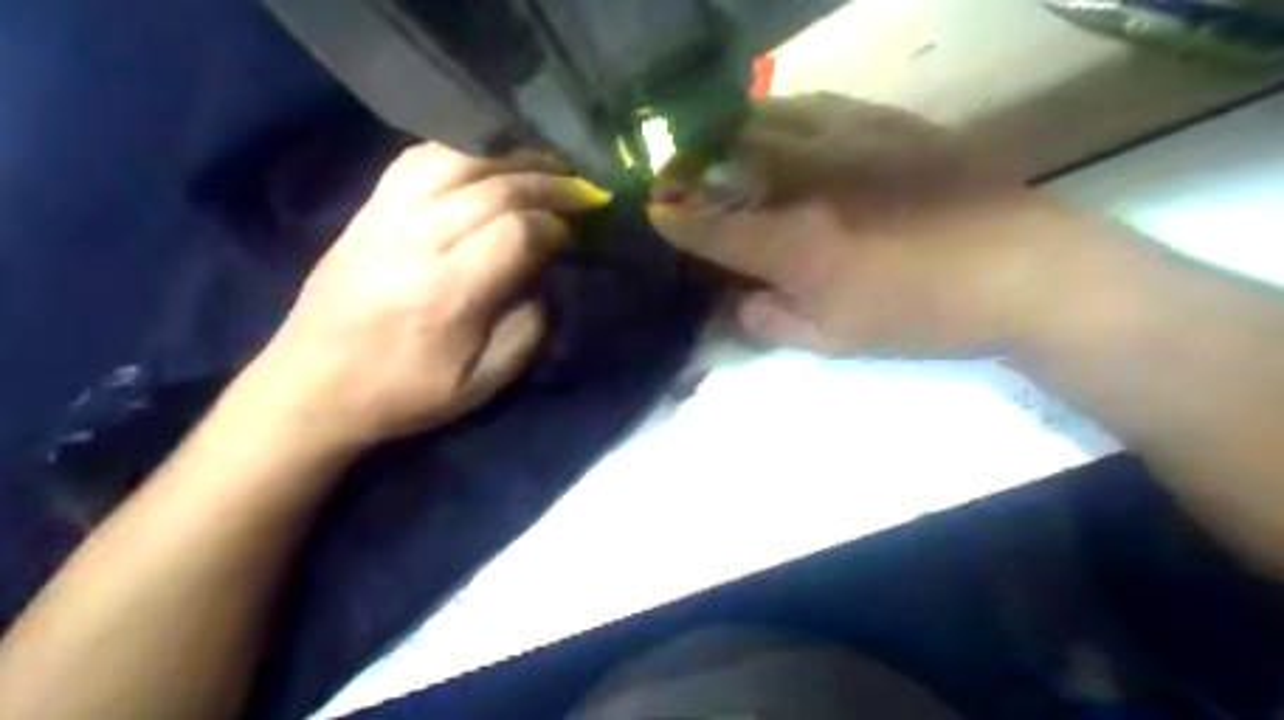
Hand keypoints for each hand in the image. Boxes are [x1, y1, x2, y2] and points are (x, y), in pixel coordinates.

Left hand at [236, 145, 610, 453]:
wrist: (312, 388)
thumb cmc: (404, 393)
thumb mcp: (482, 384)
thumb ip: (527, 331)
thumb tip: (546, 280)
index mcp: (448, 295)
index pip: (516, 233)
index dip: (554, 227)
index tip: (573, 236)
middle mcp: (415, 243)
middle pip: (492, 188)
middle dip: (547, 183)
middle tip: (580, 189)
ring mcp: (384, 219)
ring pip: (455, 160)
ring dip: (507, 158)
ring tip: (542, 165)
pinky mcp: (365, 211)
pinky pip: (415, 160)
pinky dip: (460, 151)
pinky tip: (485, 161)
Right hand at [652, 94, 1091, 356]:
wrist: (1024, 268)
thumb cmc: (923, 315)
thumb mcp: (837, 340)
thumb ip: (771, 322)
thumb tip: (733, 305)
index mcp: (795, 243)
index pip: (709, 226)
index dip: (673, 220)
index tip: (654, 213)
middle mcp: (809, 180)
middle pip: (726, 157)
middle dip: (689, 165)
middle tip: (677, 178)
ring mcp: (847, 140)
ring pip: (763, 118)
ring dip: (728, 134)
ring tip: (718, 149)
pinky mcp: (884, 120)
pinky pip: (812, 105)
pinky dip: (778, 116)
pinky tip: (778, 129)